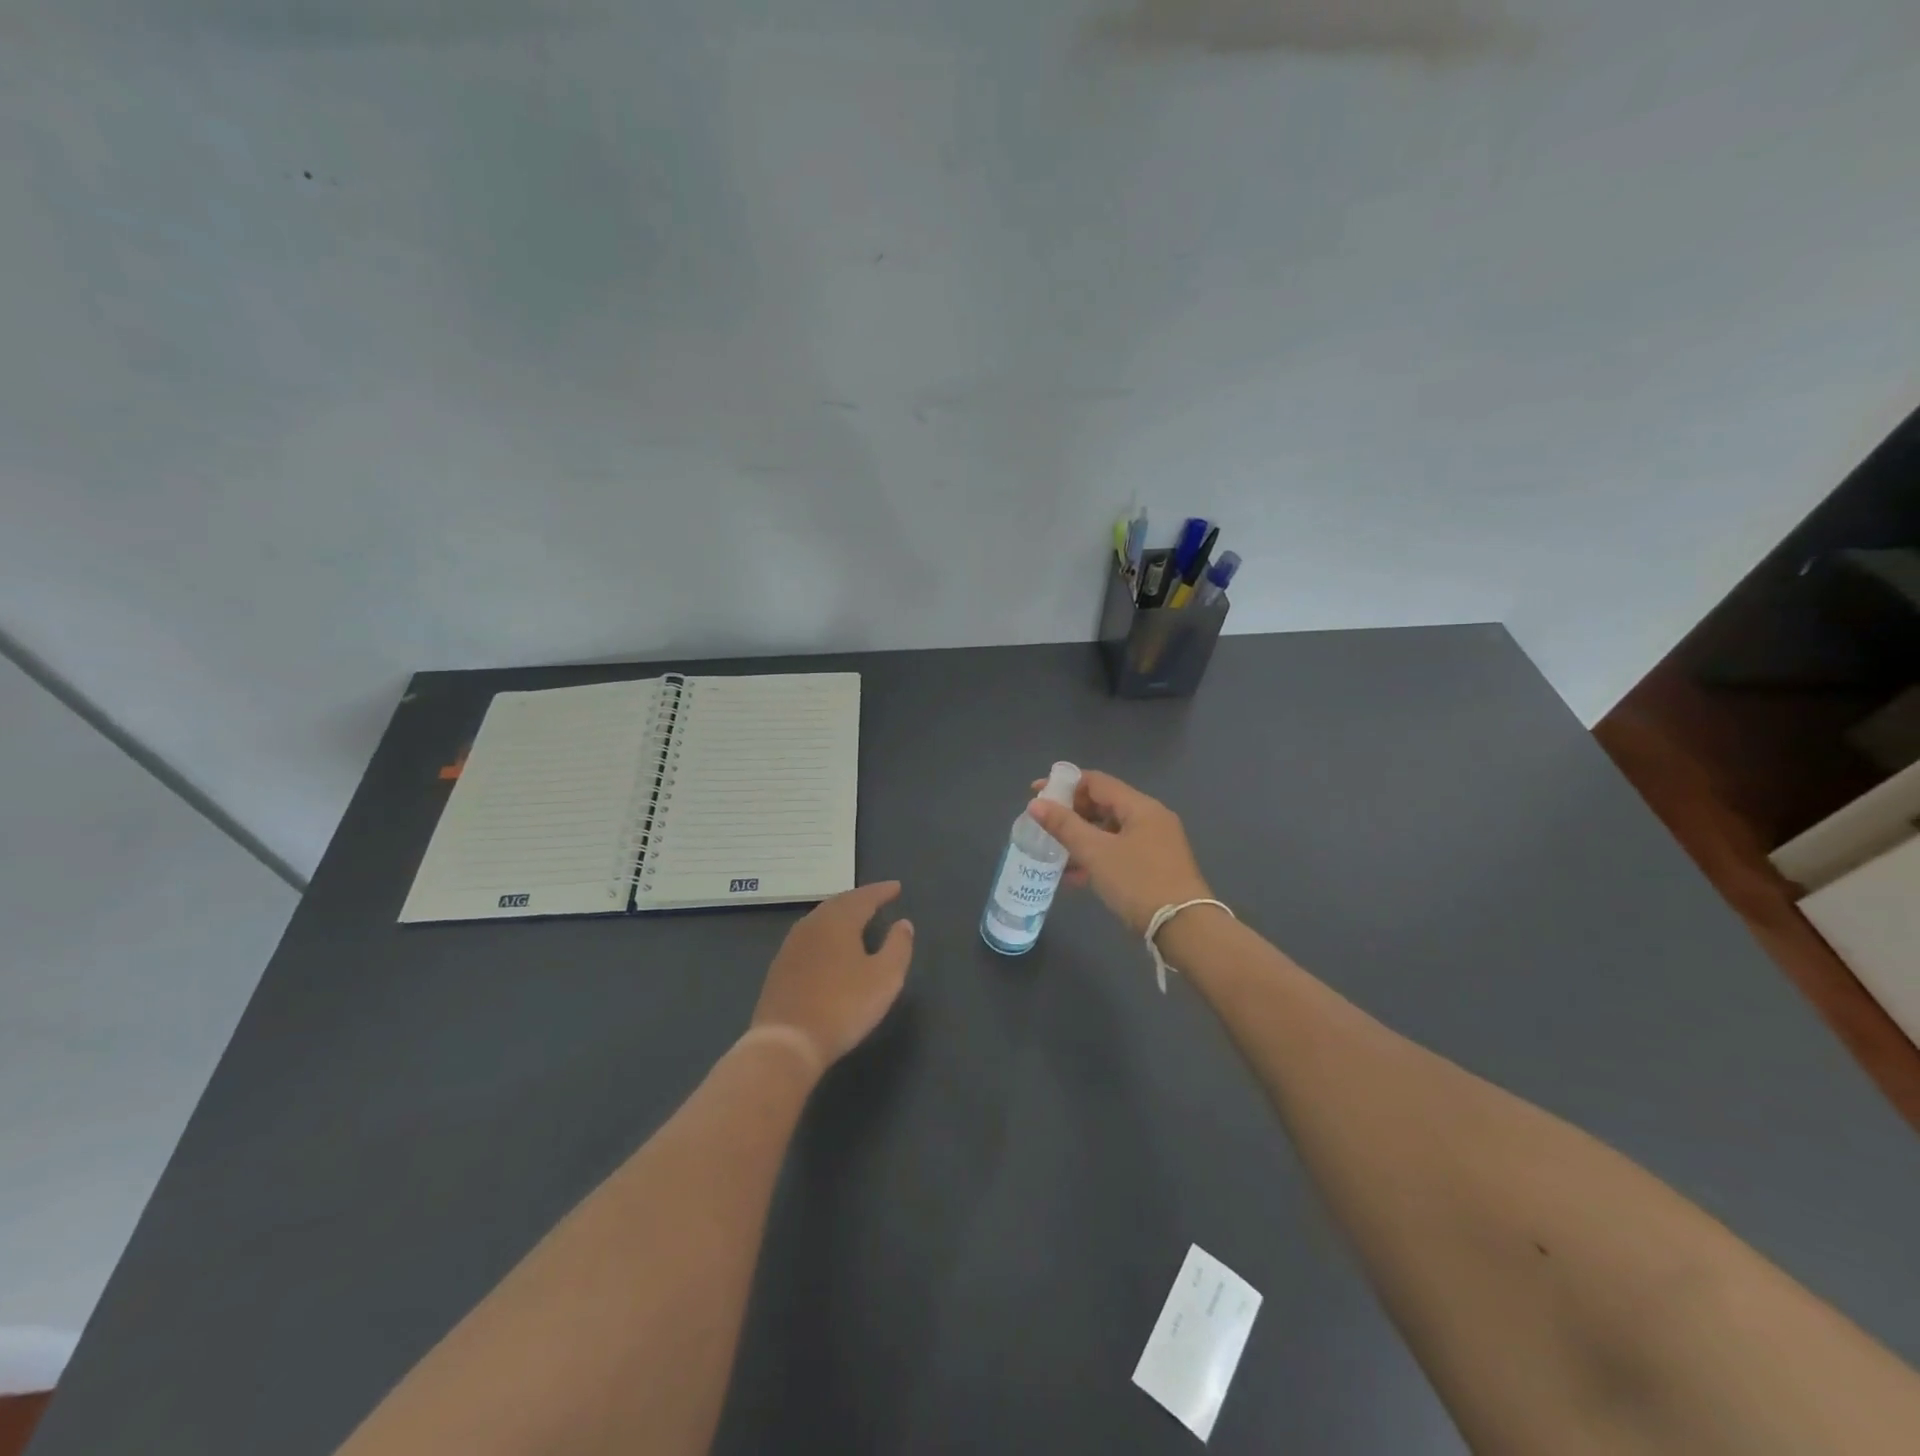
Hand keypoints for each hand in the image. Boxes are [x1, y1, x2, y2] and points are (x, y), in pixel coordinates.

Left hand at [751, 882, 913, 1069]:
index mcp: (839, 921)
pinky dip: (826, 931)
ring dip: (841, 913)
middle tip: (877, 898)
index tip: (896, 887)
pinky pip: (809, 935)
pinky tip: (829, 944)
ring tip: (856, 917)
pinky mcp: (780, 965)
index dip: (882, 891)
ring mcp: (792, 944)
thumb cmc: (843, 1007)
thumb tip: (904, 923)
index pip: (864, 897)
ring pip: (821, 918)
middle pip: (839, 902)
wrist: (786, 1042)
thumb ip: (898, 947)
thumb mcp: (884, 978)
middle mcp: (813, 924)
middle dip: (860, 898)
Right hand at [1025, 771, 1211, 935]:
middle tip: (1044, 826)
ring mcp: (1157, 843)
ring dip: (1083, 838)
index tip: (1036, 794)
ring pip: (1111, 830)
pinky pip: (1120, 850)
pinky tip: (1077, 877)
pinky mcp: (1157, 866)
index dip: (1064, 785)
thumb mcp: (1096, 853)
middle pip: (1104, 804)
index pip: (1096, 782)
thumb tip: (1036, 803)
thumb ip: (1064, 826)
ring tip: (1056, 855)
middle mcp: (1152, 818)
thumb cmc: (1138, 882)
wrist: (1185, 929)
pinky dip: (1098, 856)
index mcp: (1141, 806)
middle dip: (1072, 814)